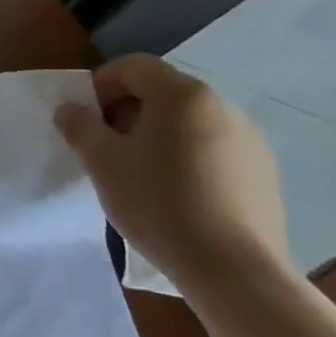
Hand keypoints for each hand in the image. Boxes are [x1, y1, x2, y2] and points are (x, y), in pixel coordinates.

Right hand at [54, 55, 290, 289]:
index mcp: (183, 95)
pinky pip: (213, 151)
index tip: (85, 119)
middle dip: (127, 112)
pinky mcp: (264, 175)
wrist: (233, 270)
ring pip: (188, 123)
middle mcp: (223, 106)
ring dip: (157, 137)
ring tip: (139, 174)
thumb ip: (80, 126)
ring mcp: (250, 141)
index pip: (133, 66)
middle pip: (162, 92)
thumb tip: (71, 109)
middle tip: (106, 148)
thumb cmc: (158, 202)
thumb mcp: (101, 162)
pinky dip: (186, 159)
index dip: (101, 84)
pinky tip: (175, 196)